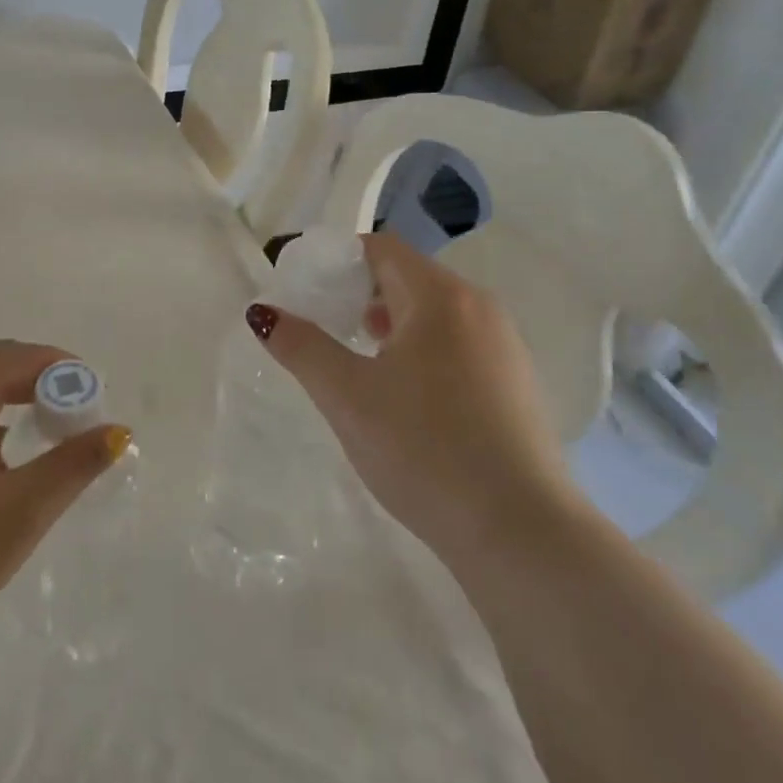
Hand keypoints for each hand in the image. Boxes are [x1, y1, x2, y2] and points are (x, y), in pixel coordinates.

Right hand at [249, 233, 579, 561]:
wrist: (521, 534)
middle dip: (358, 290)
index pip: (380, 248)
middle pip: (407, 276)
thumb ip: (301, 347)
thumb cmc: (424, 449)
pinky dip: (420, 346)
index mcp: (440, 297)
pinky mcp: (515, 383)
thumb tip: (262, 313)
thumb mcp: (348, 396)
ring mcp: (505, 346)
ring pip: (433, 312)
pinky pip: (457, 342)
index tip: (301, 283)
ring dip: (389, 319)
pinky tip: (402, 391)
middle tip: (321, 320)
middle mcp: (479, 308)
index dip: (335, 259)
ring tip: (356, 354)